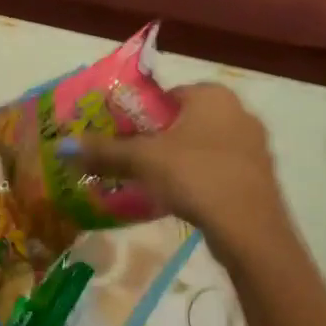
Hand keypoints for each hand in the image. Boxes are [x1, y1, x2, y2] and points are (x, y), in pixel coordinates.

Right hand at [68, 83, 292, 262]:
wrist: (250, 229)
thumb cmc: (195, 176)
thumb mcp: (142, 160)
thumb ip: (104, 151)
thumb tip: (64, 146)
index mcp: (212, 95)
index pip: (167, 95)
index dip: (141, 115)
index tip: (124, 138)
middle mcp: (238, 111)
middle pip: (185, 121)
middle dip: (160, 139)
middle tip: (134, 161)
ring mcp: (255, 145)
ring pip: (204, 146)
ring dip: (180, 161)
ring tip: (154, 183)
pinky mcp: (260, 177)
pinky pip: (221, 168)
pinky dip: (201, 179)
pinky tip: (184, 200)